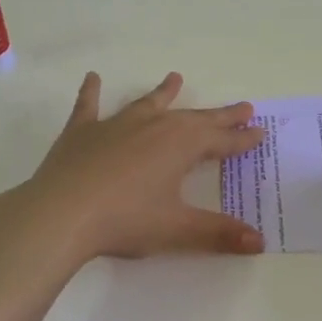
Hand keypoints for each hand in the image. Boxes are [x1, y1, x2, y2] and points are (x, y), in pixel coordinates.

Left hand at [17, 72, 265, 262]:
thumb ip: (218, 233)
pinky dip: (91, 92)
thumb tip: (259, 243)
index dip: (241, 140)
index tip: (260, 133)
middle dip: (219, 116)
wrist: (61, 213)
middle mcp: (152, 127)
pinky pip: (89, 106)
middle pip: (193, 118)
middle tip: (242, 107)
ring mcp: (115, 125)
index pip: (220, 141)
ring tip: (175, 78)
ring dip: (163, 93)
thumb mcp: (177, 229)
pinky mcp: (82, 132)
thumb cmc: (125, 220)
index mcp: (180, 145)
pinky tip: (92, 77)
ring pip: (146, 104)